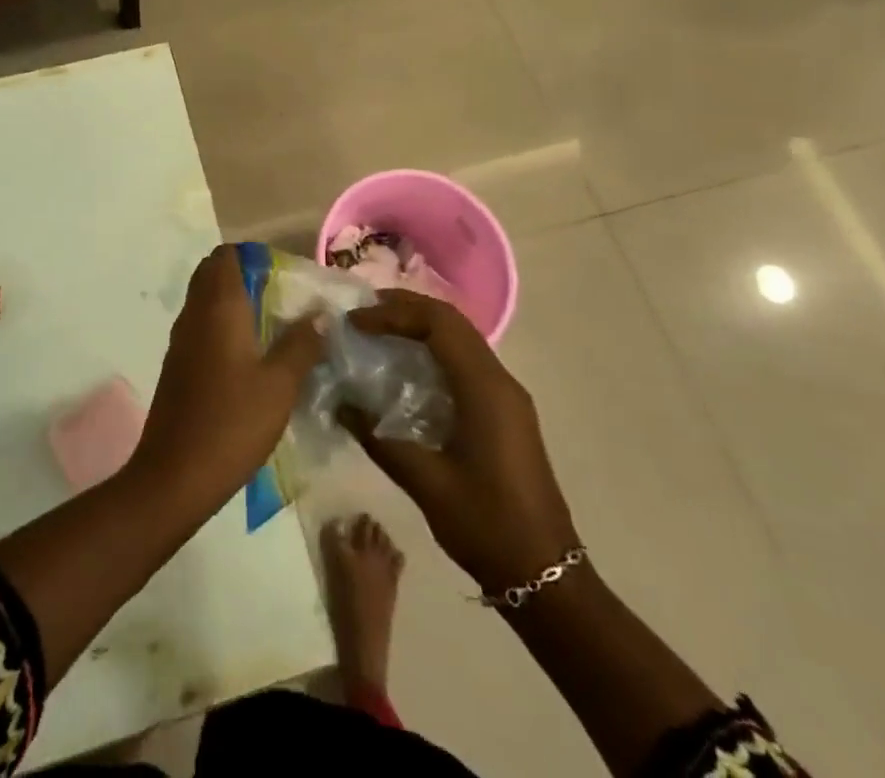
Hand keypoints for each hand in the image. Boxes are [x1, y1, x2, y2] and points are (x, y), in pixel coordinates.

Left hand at [130, 245, 324, 508]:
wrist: (174, 476)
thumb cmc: (232, 423)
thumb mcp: (280, 385)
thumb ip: (301, 344)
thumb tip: (321, 314)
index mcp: (218, 307)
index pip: (225, 256)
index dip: (250, 255)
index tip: (280, 272)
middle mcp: (194, 314)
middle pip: (212, 274)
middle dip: (242, 275)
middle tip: (278, 296)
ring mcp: (180, 340)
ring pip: (203, 301)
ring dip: (231, 301)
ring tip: (269, 323)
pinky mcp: (176, 365)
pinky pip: (198, 326)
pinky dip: (220, 325)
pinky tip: (246, 354)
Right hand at [345, 290, 577, 594]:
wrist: (545, 576)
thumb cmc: (486, 525)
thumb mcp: (425, 482)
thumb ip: (378, 437)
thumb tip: (339, 403)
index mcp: (485, 389)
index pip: (438, 324)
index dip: (394, 314)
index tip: (356, 322)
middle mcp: (500, 380)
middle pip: (452, 321)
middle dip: (406, 308)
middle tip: (364, 312)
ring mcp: (507, 395)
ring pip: (461, 337)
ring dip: (421, 324)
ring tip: (379, 328)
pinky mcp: (505, 410)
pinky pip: (466, 360)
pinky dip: (434, 348)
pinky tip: (408, 365)